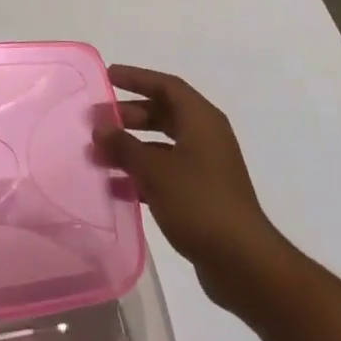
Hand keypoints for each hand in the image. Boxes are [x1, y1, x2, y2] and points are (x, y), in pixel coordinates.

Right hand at [95, 65, 283, 308]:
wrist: (242, 263)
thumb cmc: (199, 203)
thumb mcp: (155, 170)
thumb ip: (124, 145)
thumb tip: (100, 126)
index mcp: (201, 120)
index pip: (166, 86)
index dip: (136, 78)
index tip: (108, 76)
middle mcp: (205, 138)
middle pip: (163, 114)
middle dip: (129, 116)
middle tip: (98, 121)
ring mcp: (205, 168)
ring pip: (162, 146)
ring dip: (132, 148)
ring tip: (99, 156)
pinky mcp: (201, 196)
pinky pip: (166, 174)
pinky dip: (142, 175)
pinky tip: (116, 188)